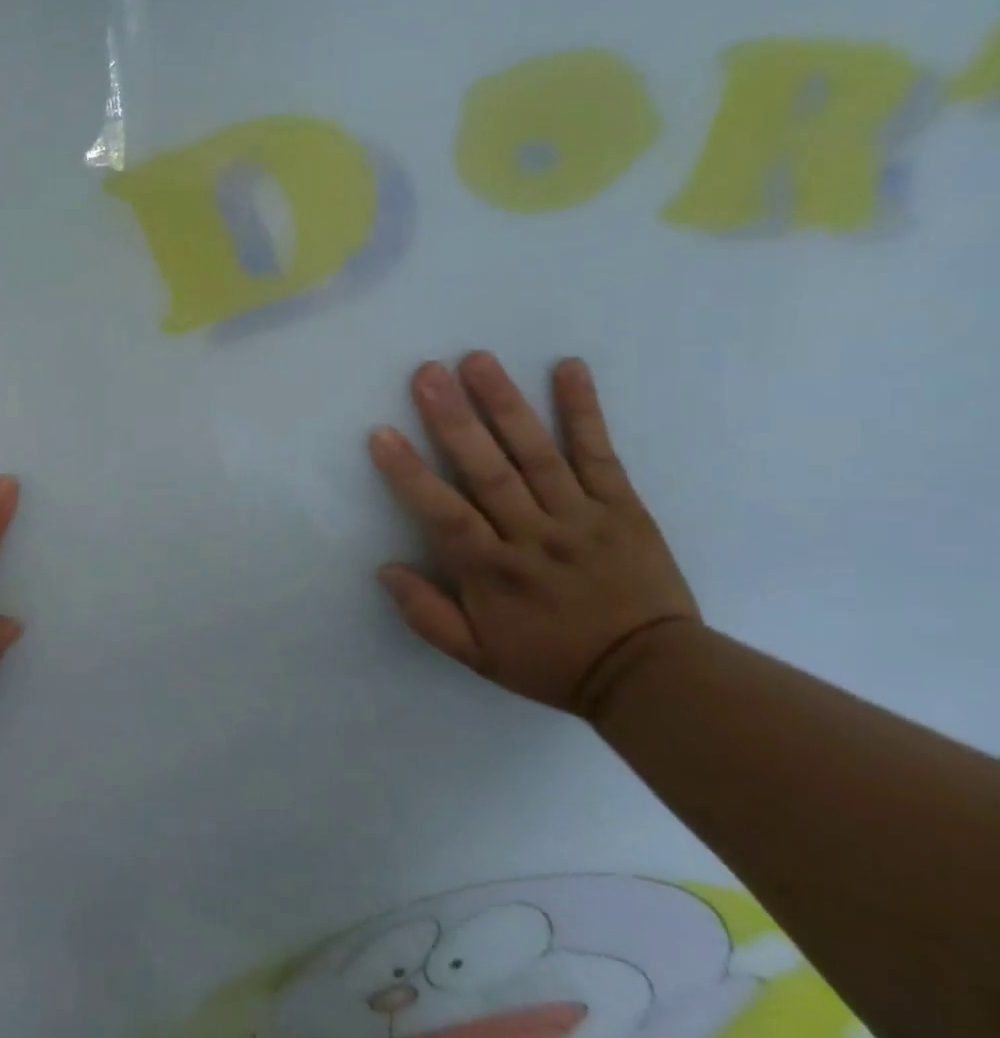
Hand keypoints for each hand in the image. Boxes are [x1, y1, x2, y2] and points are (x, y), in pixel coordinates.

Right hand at [367, 352, 698, 717]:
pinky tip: (569, 369)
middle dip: (455, 420)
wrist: (655, 676)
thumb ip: (427, 615)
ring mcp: (582, 517)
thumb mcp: (479, 657)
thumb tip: (385, 568)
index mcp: (495, 572)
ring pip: (537, 453)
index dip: (411, 474)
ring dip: (506, 404)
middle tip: (428, 373)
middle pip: (489, 471)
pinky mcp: (623, 506)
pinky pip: (600, 454)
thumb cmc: (553, 661)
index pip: (445, 515)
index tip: (382, 433)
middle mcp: (534, 536)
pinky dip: (584, 411)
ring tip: (478, 360)